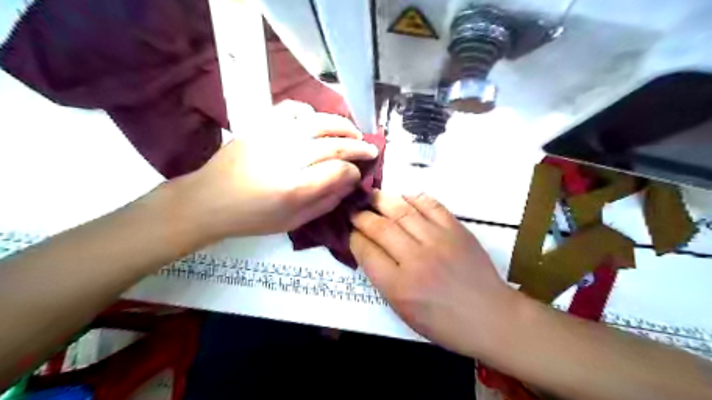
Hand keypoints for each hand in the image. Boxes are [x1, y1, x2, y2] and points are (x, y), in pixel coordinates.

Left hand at [173, 111, 377, 240]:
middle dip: (358, 146)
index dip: (354, 171)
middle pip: (333, 144)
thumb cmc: (252, 218)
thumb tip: (349, 183)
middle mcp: (286, 158)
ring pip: (318, 121)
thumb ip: (325, 203)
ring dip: (342, 125)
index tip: (357, 175)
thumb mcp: (293, 222)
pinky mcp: (260, 125)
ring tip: (353, 132)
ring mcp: (272, 136)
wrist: (208, 200)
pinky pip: (292, 108)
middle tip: (370, 149)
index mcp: (294, 188)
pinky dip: (310, 111)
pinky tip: (317, 121)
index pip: (338, 170)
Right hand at [351, 191, 520, 356]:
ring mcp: (437, 240)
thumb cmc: (443, 321)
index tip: (350, 230)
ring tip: (371, 196)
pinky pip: (430, 205)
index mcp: (398, 286)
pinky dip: (414, 198)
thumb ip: (382, 279)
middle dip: (361, 215)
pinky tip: (404, 198)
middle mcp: (415, 259)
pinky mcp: (456, 229)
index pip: (366, 251)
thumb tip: (368, 249)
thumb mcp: (404, 310)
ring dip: (382, 200)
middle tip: (354, 209)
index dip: (353, 237)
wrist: (489, 316)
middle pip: (380, 227)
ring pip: (402, 211)